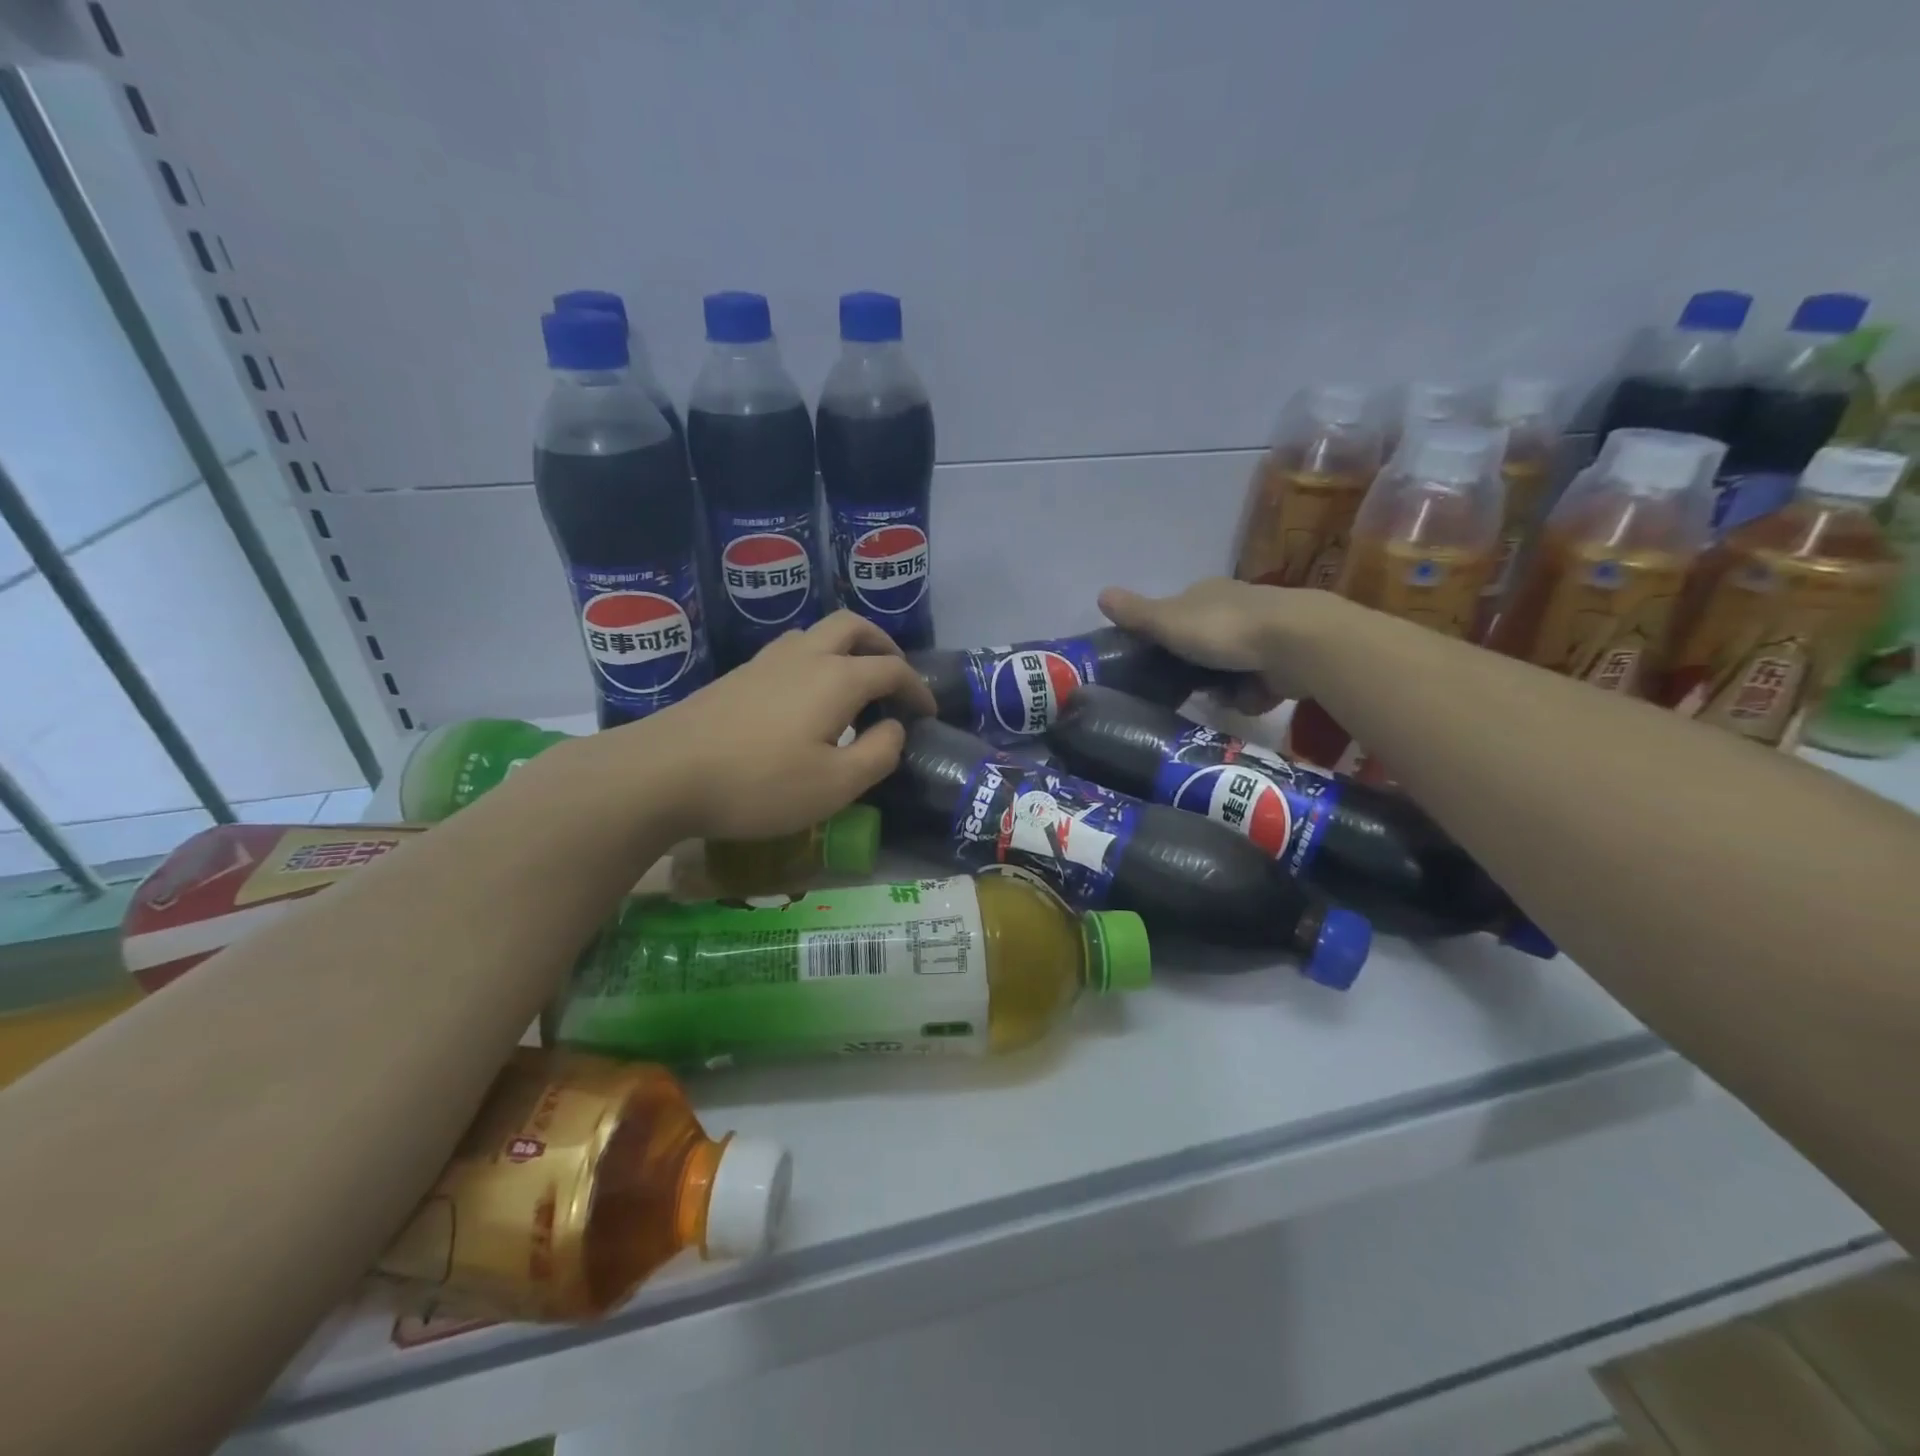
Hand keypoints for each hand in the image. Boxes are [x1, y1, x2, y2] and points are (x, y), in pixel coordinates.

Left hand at [628, 611, 935, 839]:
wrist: (662, 773)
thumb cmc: (759, 783)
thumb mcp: (835, 785)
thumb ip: (879, 754)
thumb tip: (894, 729)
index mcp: (837, 678)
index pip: (892, 668)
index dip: (917, 688)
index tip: (928, 713)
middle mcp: (804, 656)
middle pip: (853, 627)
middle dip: (883, 646)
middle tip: (894, 679)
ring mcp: (765, 661)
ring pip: (817, 634)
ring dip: (846, 650)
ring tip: (852, 689)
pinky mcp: (737, 676)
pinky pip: (791, 652)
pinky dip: (816, 663)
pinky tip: (805, 702)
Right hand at [1099, 577, 1338, 708]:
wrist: (1295, 643)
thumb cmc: (1223, 629)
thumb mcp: (1168, 621)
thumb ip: (1136, 614)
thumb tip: (1100, 594)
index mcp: (1207, 593)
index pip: (1179, 612)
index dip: (1166, 635)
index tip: (1156, 661)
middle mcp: (1236, 608)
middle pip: (1205, 644)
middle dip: (1196, 668)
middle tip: (1184, 689)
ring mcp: (1265, 634)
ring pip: (1230, 668)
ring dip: (1224, 687)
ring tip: (1220, 699)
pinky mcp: (1287, 660)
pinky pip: (1258, 685)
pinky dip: (1252, 695)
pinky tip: (1250, 699)